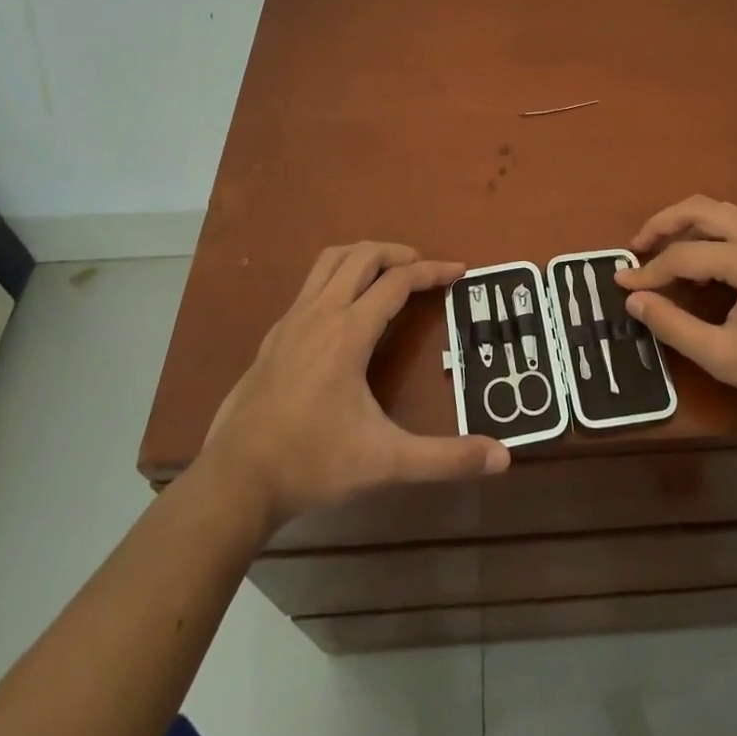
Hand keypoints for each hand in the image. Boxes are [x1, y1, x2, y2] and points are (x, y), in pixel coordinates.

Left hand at [200, 242, 508, 529]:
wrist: (234, 482)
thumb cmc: (312, 463)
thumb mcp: (386, 462)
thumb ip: (445, 458)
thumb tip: (502, 457)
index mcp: (349, 331)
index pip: (398, 282)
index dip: (433, 271)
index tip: (460, 271)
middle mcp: (320, 313)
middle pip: (362, 256)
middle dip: (398, 253)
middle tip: (424, 269)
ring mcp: (291, 322)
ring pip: (329, 262)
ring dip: (363, 256)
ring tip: (387, 274)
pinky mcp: (273, 337)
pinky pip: (310, 286)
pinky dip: (336, 278)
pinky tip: (343, 312)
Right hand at [617, 196, 736, 426]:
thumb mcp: (723, 357)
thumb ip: (673, 326)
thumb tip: (633, 300)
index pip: (684, 255)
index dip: (649, 271)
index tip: (622, 285)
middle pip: (701, 208)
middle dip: (663, 223)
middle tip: (637, 246)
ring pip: (720, 211)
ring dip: (686, 223)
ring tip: (661, 248)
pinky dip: (709, 231)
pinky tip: (700, 259)